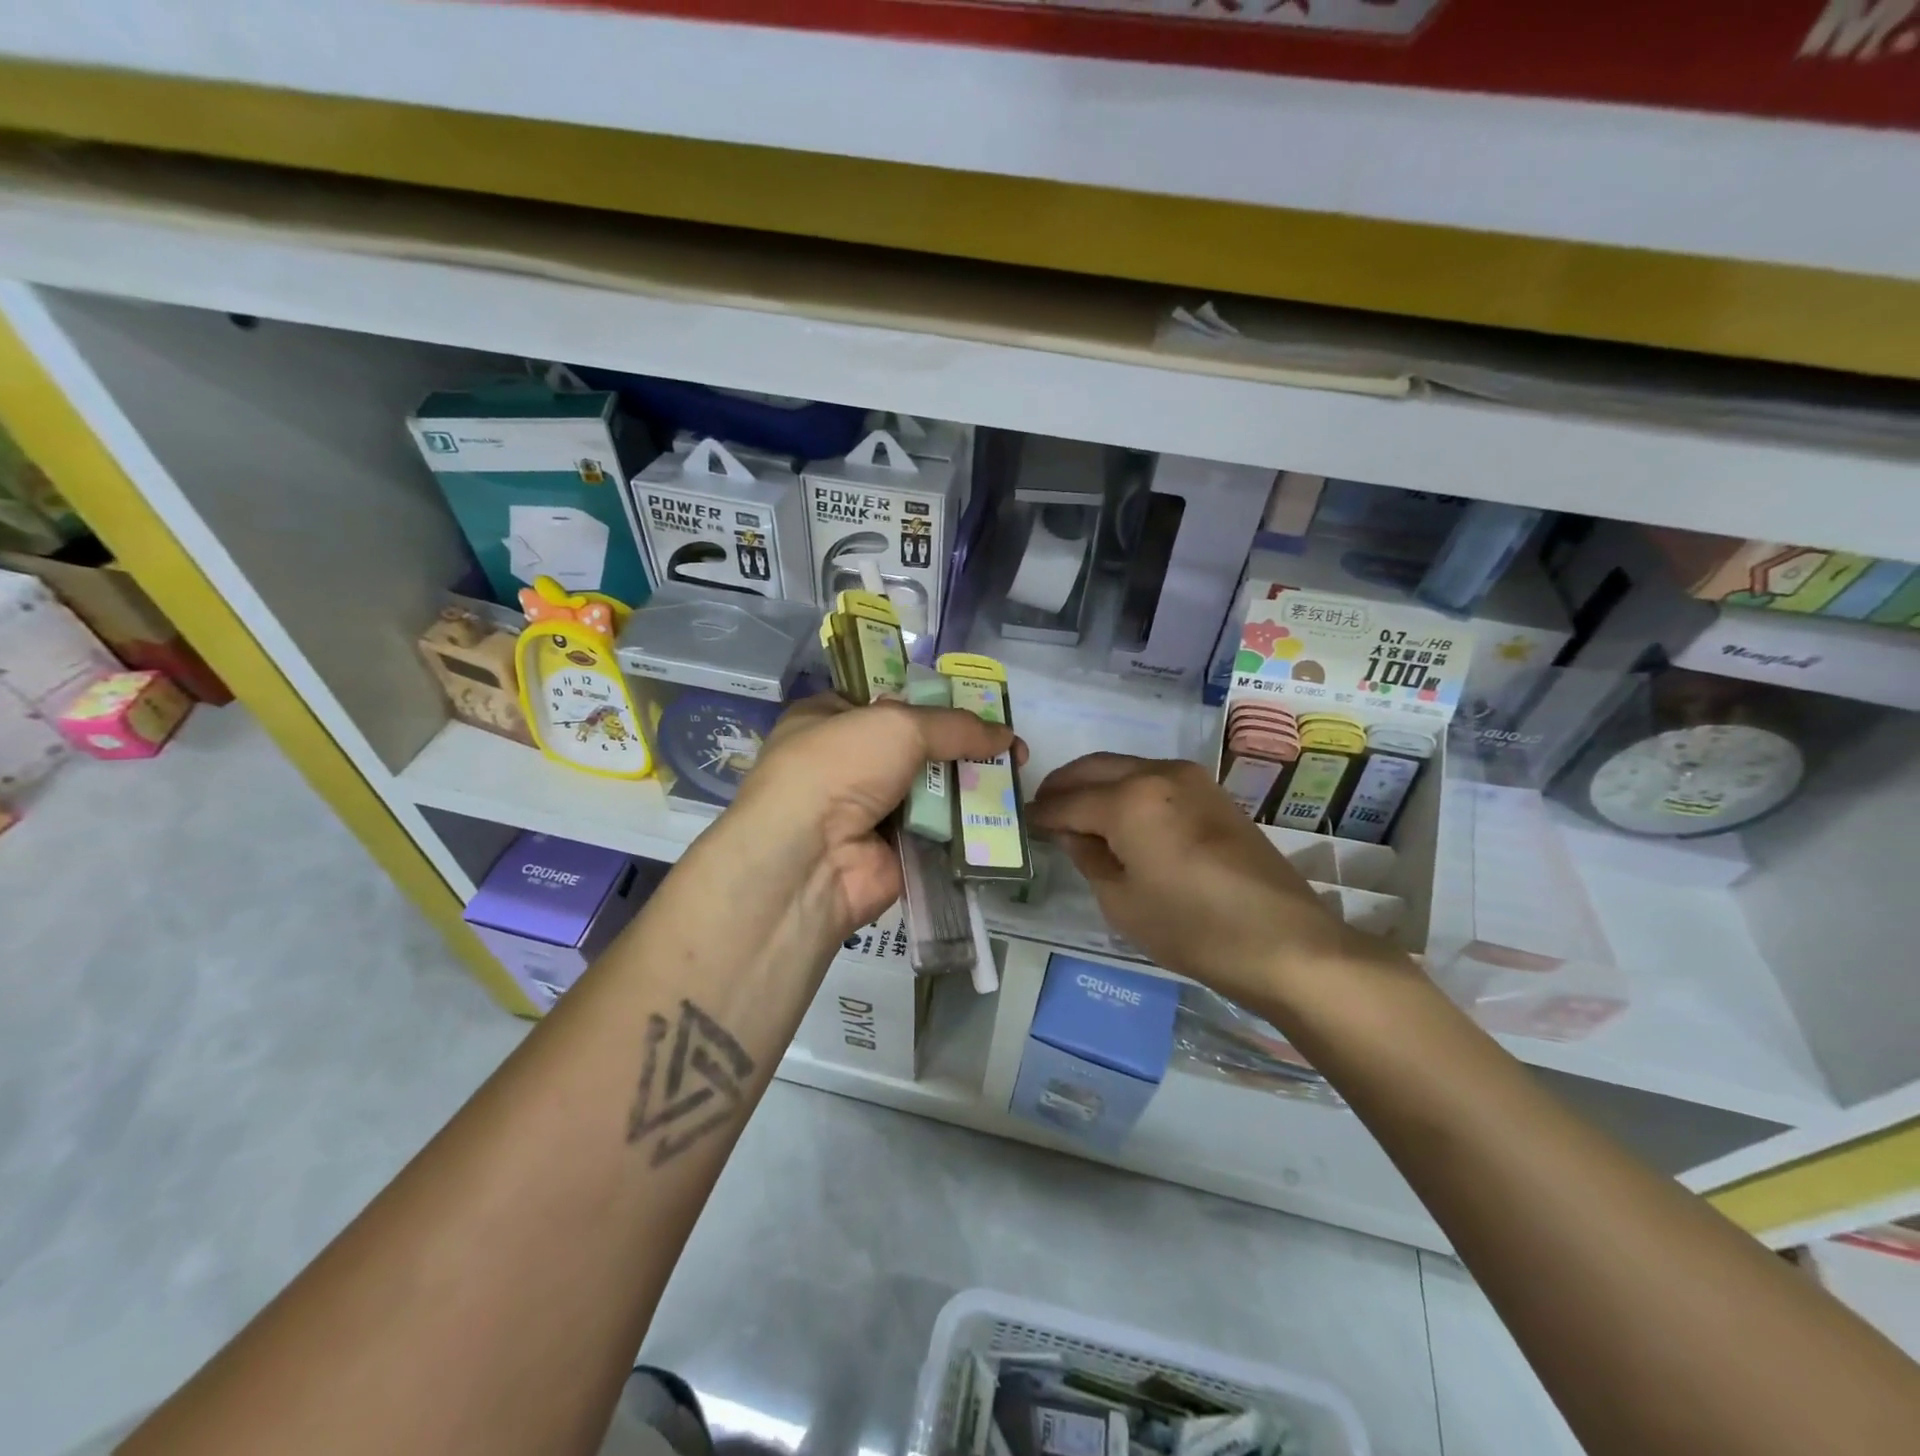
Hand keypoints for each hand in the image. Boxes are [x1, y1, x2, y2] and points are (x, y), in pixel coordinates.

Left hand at [724, 694, 1024, 936]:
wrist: (808, 859)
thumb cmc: (838, 767)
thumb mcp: (896, 724)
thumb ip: (954, 726)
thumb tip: (1005, 734)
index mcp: (828, 719)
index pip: (885, 703)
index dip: (932, 702)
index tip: (977, 707)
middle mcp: (845, 763)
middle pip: (916, 747)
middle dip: (961, 746)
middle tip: (1010, 747)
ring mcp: (868, 810)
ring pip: (932, 790)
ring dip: (970, 785)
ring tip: (1017, 777)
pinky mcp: (892, 851)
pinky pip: (938, 831)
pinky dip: (966, 826)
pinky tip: (1005, 816)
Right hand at [1030, 754, 1392, 1007]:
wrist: (1285, 942)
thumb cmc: (1194, 929)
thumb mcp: (1122, 902)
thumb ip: (1089, 857)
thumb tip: (1074, 833)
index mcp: (1129, 800)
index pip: (1068, 801)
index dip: (1041, 814)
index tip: (1022, 823)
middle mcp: (1157, 773)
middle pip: (1093, 769)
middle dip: (1062, 787)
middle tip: (1042, 811)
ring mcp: (1190, 777)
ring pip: (1123, 767)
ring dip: (1094, 784)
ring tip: (1076, 814)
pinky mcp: (1211, 791)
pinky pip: (1152, 777)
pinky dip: (1125, 789)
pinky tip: (1118, 816)